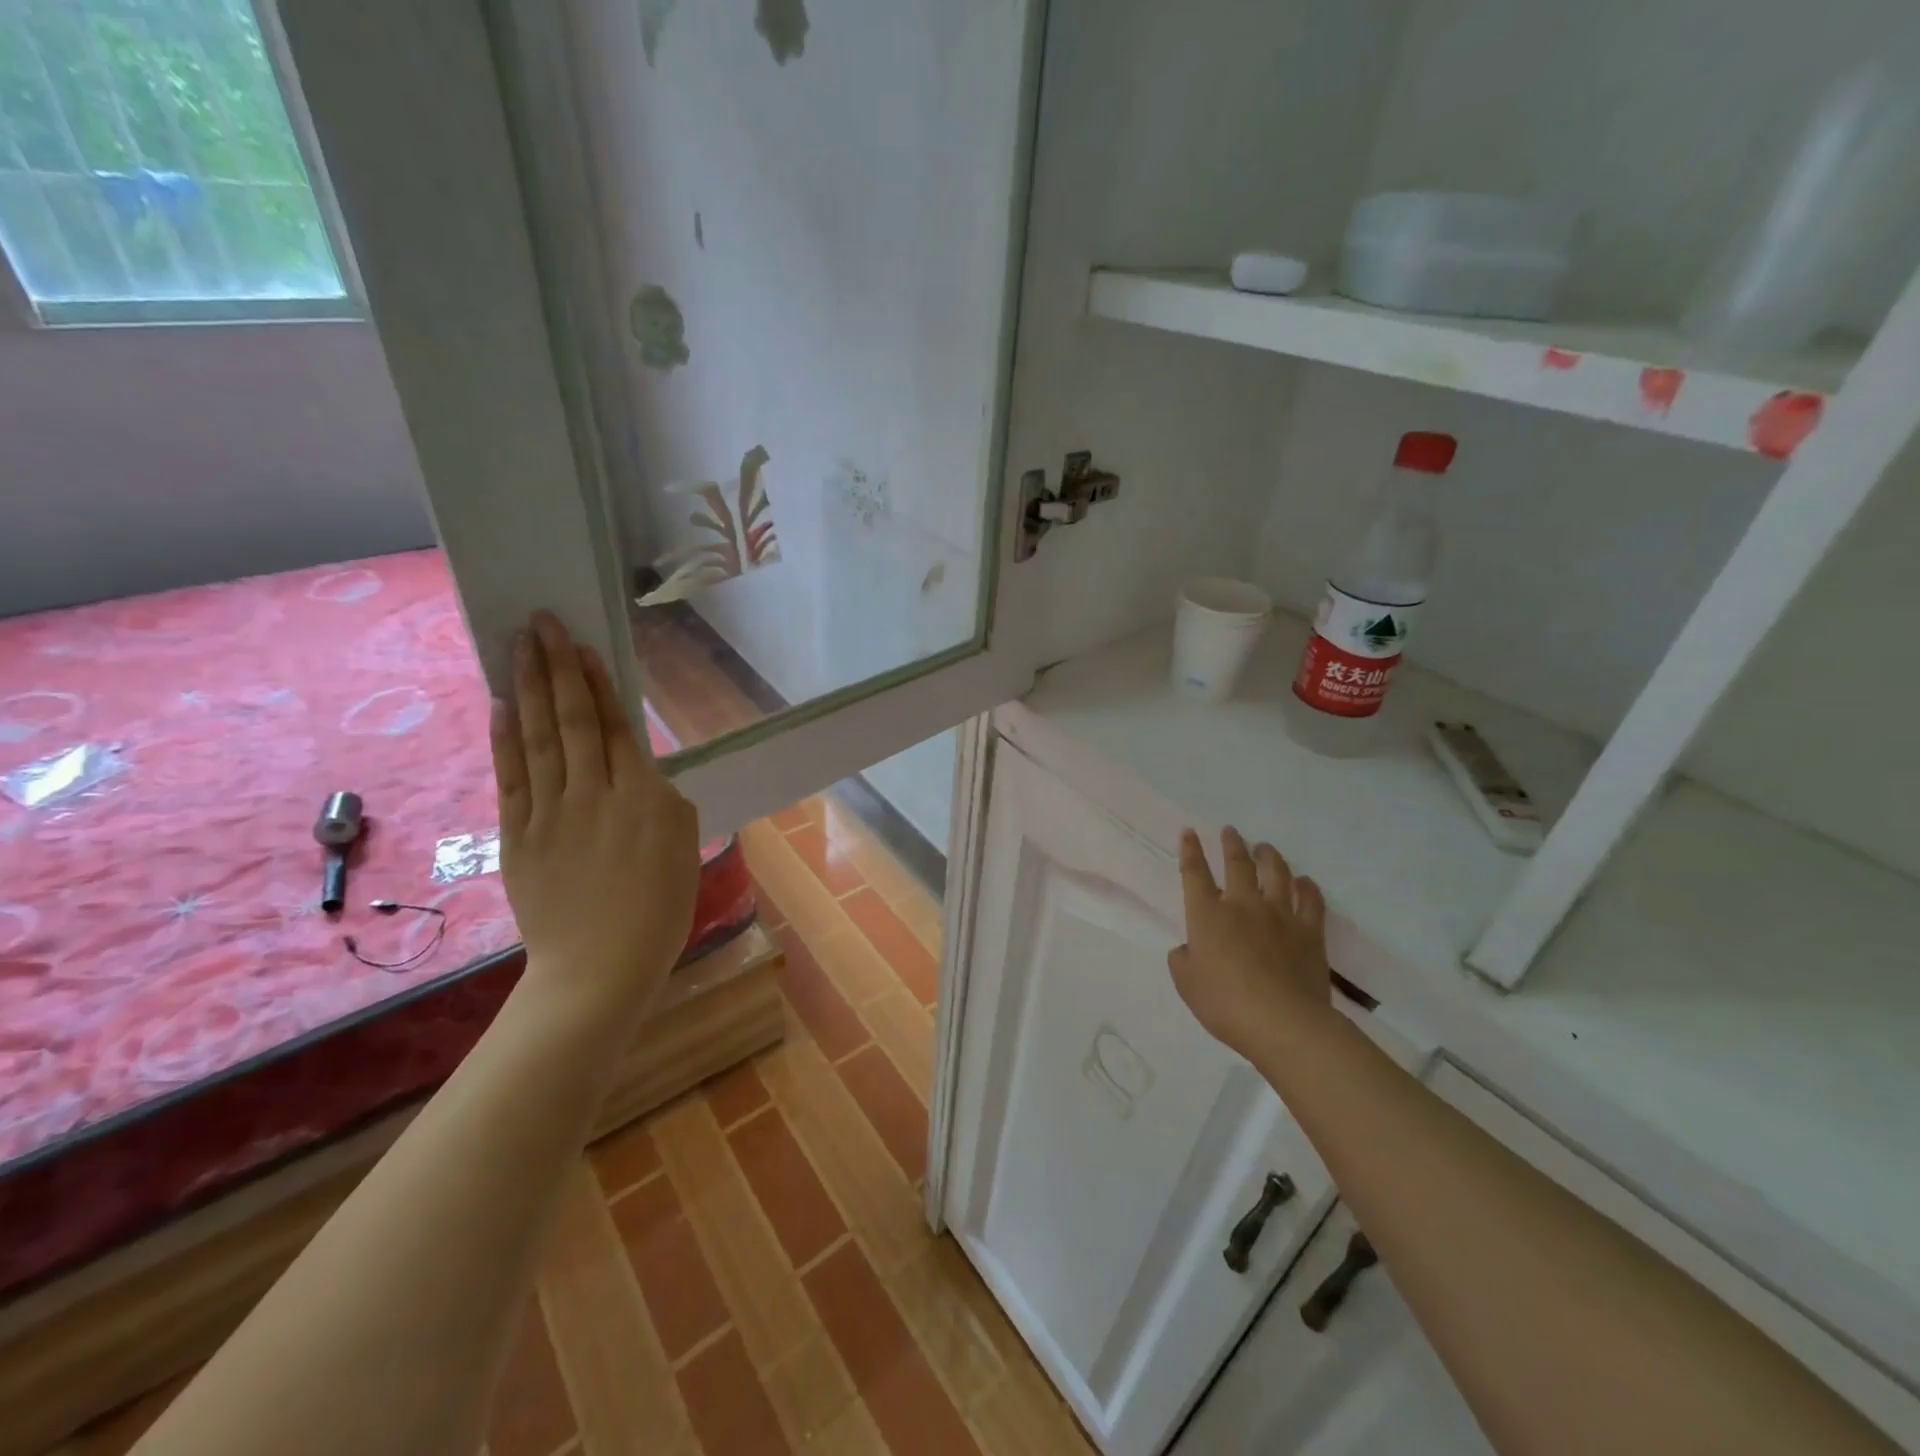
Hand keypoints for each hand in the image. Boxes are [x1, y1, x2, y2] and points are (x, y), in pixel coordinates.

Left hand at [490, 611, 700, 1016]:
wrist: (599, 967)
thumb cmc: (658, 910)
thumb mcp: (683, 847)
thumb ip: (661, 800)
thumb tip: (637, 773)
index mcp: (643, 796)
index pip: (614, 725)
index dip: (595, 681)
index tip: (579, 644)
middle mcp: (594, 792)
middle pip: (571, 718)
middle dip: (555, 666)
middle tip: (539, 622)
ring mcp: (550, 812)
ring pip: (538, 737)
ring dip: (527, 688)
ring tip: (518, 646)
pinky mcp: (517, 835)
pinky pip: (511, 777)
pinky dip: (504, 738)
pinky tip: (501, 705)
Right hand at [1168, 827, 1334, 1063]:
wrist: (1283, 1022)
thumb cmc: (1225, 1004)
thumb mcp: (1187, 985)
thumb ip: (1183, 960)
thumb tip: (1188, 949)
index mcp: (1207, 915)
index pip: (1195, 873)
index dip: (1190, 850)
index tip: (1189, 833)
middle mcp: (1242, 905)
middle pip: (1237, 864)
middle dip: (1232, 844)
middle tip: (1231, 831)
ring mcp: (1279, 915)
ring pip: (1275, 873)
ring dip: (1268, 856)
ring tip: (1265, 848)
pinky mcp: (1309, 931)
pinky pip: (1310, 900)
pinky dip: (1306, 887)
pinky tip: (1304, 882)